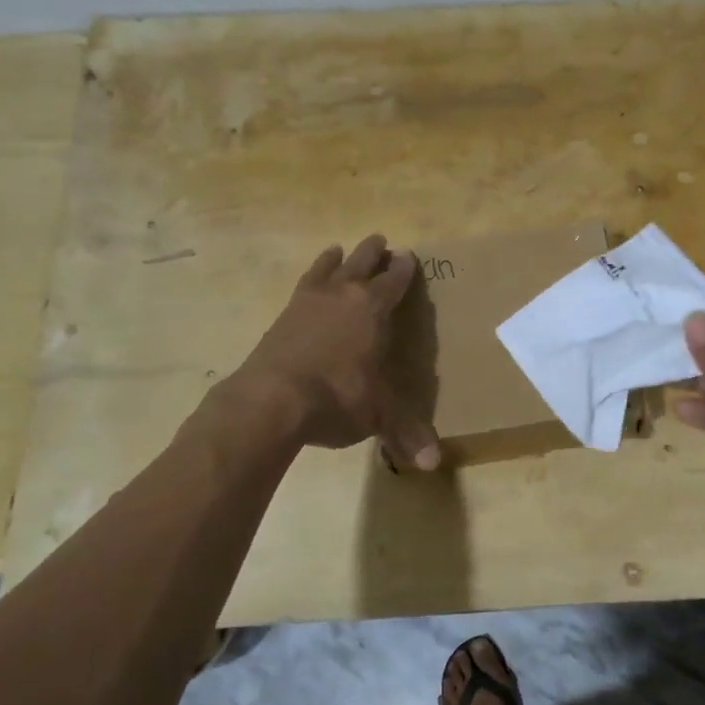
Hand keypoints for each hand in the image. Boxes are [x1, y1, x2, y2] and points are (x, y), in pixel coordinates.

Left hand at [227, 235, 441, 468]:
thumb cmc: (337, 398)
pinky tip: (305, 289)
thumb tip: (433, 464)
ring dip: (334, 259)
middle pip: (359, 264)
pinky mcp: (280, 320)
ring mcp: (306, 305)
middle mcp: (341, 297)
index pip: (393, 283)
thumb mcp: (379, 416)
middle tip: (379, 239)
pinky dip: (308, 282)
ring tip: (337, 249)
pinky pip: (300, 290)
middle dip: (371, 253)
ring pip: (325, 271)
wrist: (271, 400)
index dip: (403, 270)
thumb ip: (407, 433)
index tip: (407, 255)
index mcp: (373, 310)